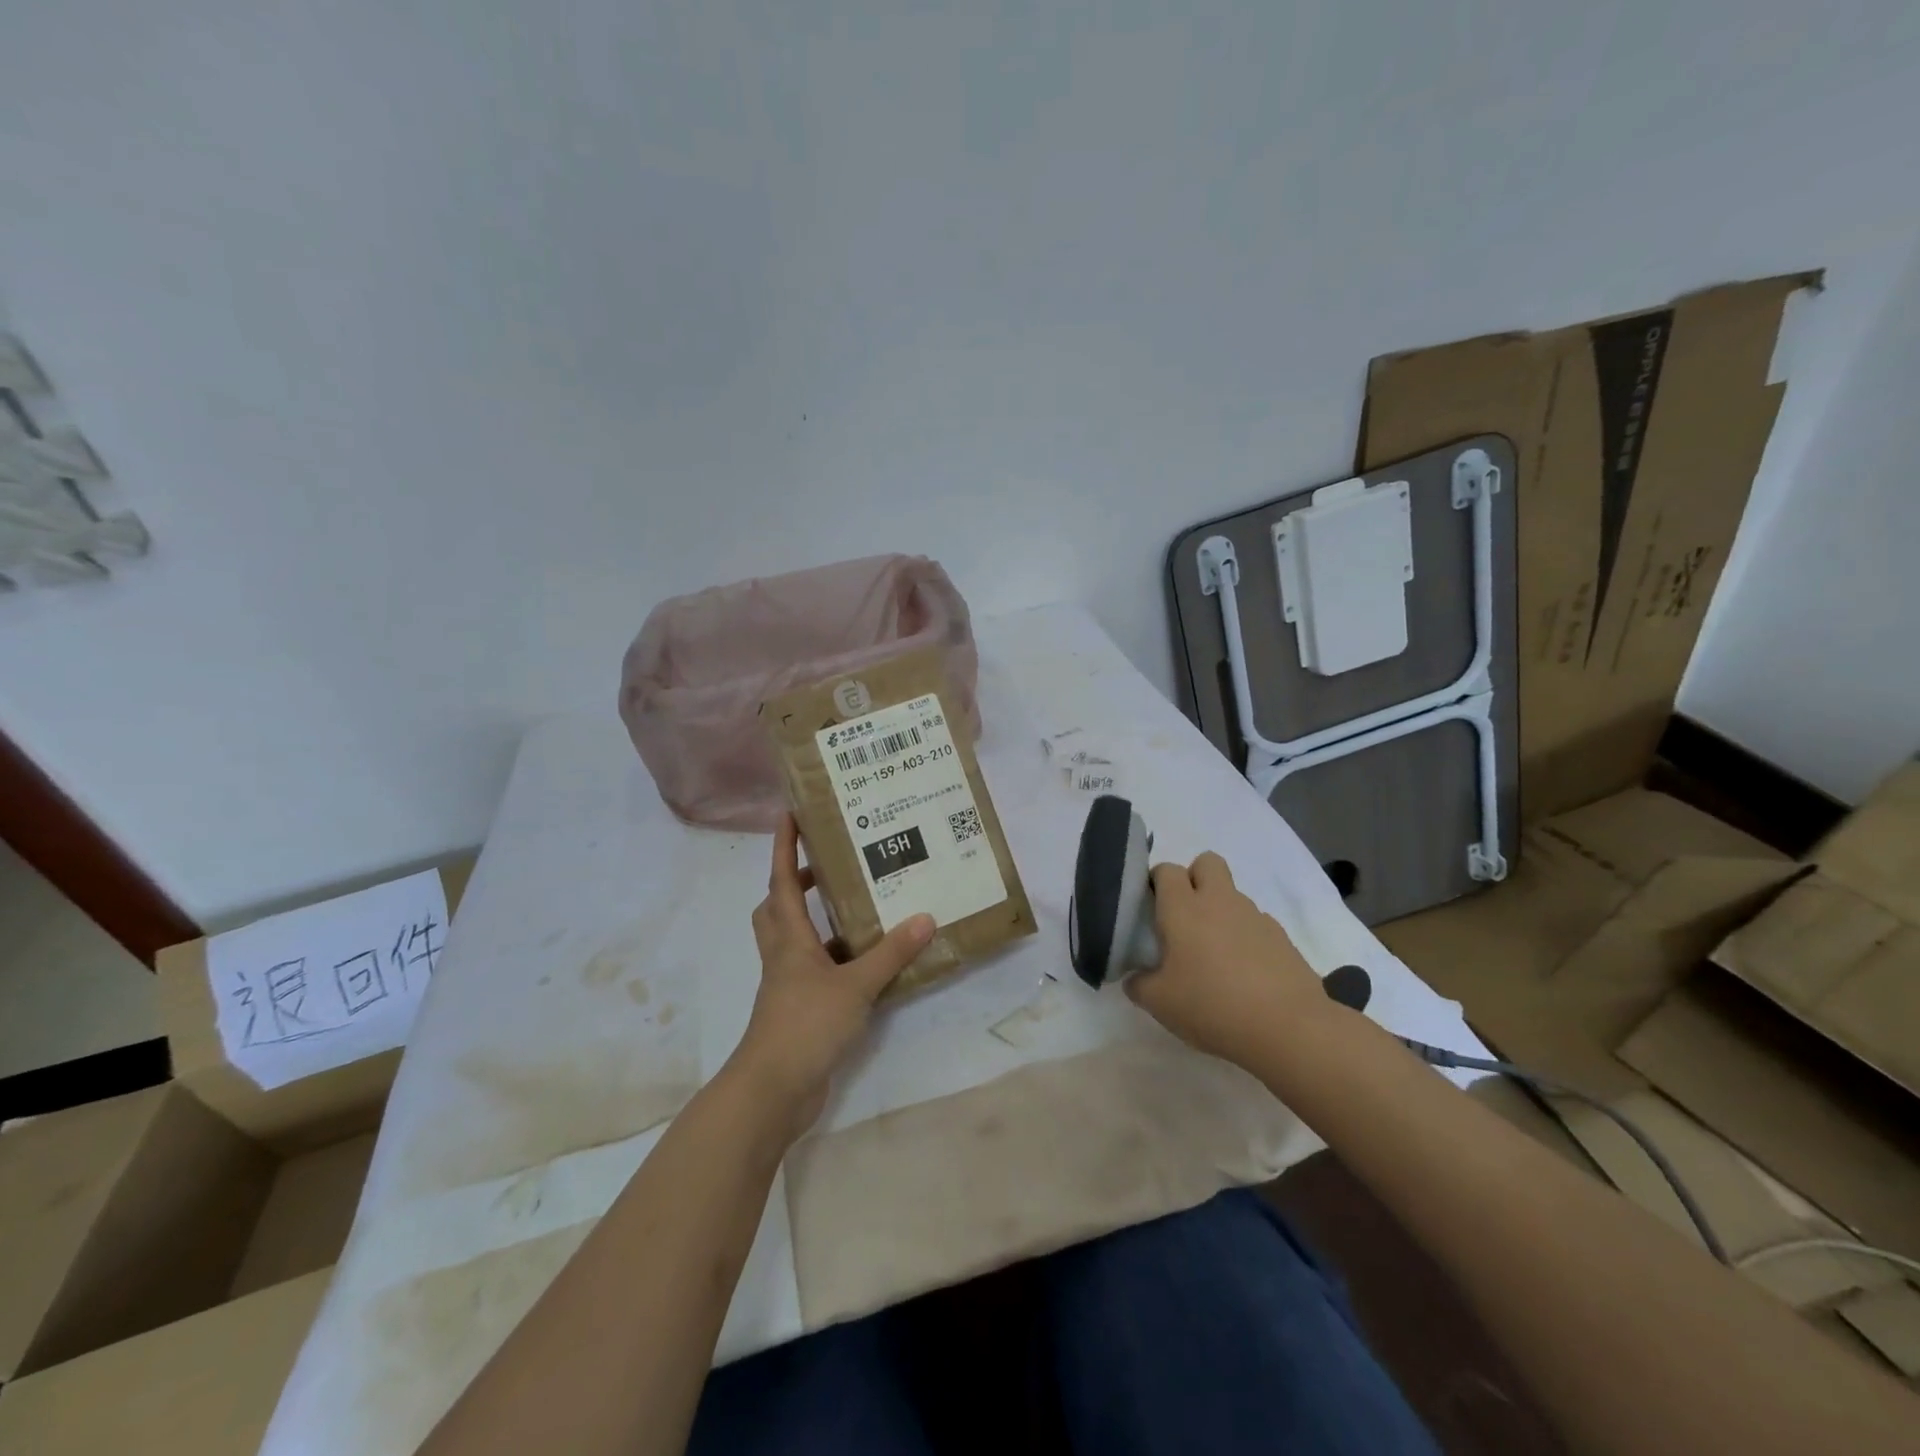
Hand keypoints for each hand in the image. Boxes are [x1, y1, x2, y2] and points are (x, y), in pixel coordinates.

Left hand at [730, 814, 933, 1138]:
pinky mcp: (798, 1010)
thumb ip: (890, 954)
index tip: (790, 814)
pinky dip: (832, 958)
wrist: (773, 1091)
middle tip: (827, 866)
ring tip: (854, 907)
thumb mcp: (855, 986)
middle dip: (794, 882)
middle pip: (777, 907)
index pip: (781, 880)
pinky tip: (865, 962)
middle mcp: (783, 955)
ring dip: (814, 919)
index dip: (784, 846)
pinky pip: (812, 970)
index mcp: (789, 938)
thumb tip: (925, 917)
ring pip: (792, 939)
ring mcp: (787, 985)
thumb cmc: (805, 1025)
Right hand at [1125, 852, 1328, 1069]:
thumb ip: (1139, 984)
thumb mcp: (1159, 1003)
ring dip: (1221, 912)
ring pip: (1232, 895)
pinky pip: (1256, 924)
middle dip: (1194, 878)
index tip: (1151, 908)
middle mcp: (1219, 902)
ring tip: (1215, 956)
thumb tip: (1135, 977)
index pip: (1166, 870)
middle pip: (1207, 862)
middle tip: (1185, 916)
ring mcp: (1255, 917)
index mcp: (1184, 908)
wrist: (1288, 1029)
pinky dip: (1246, 938)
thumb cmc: (1212, 1007)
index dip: (1157, 882)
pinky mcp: (1281, 938)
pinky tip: (1245, 973)